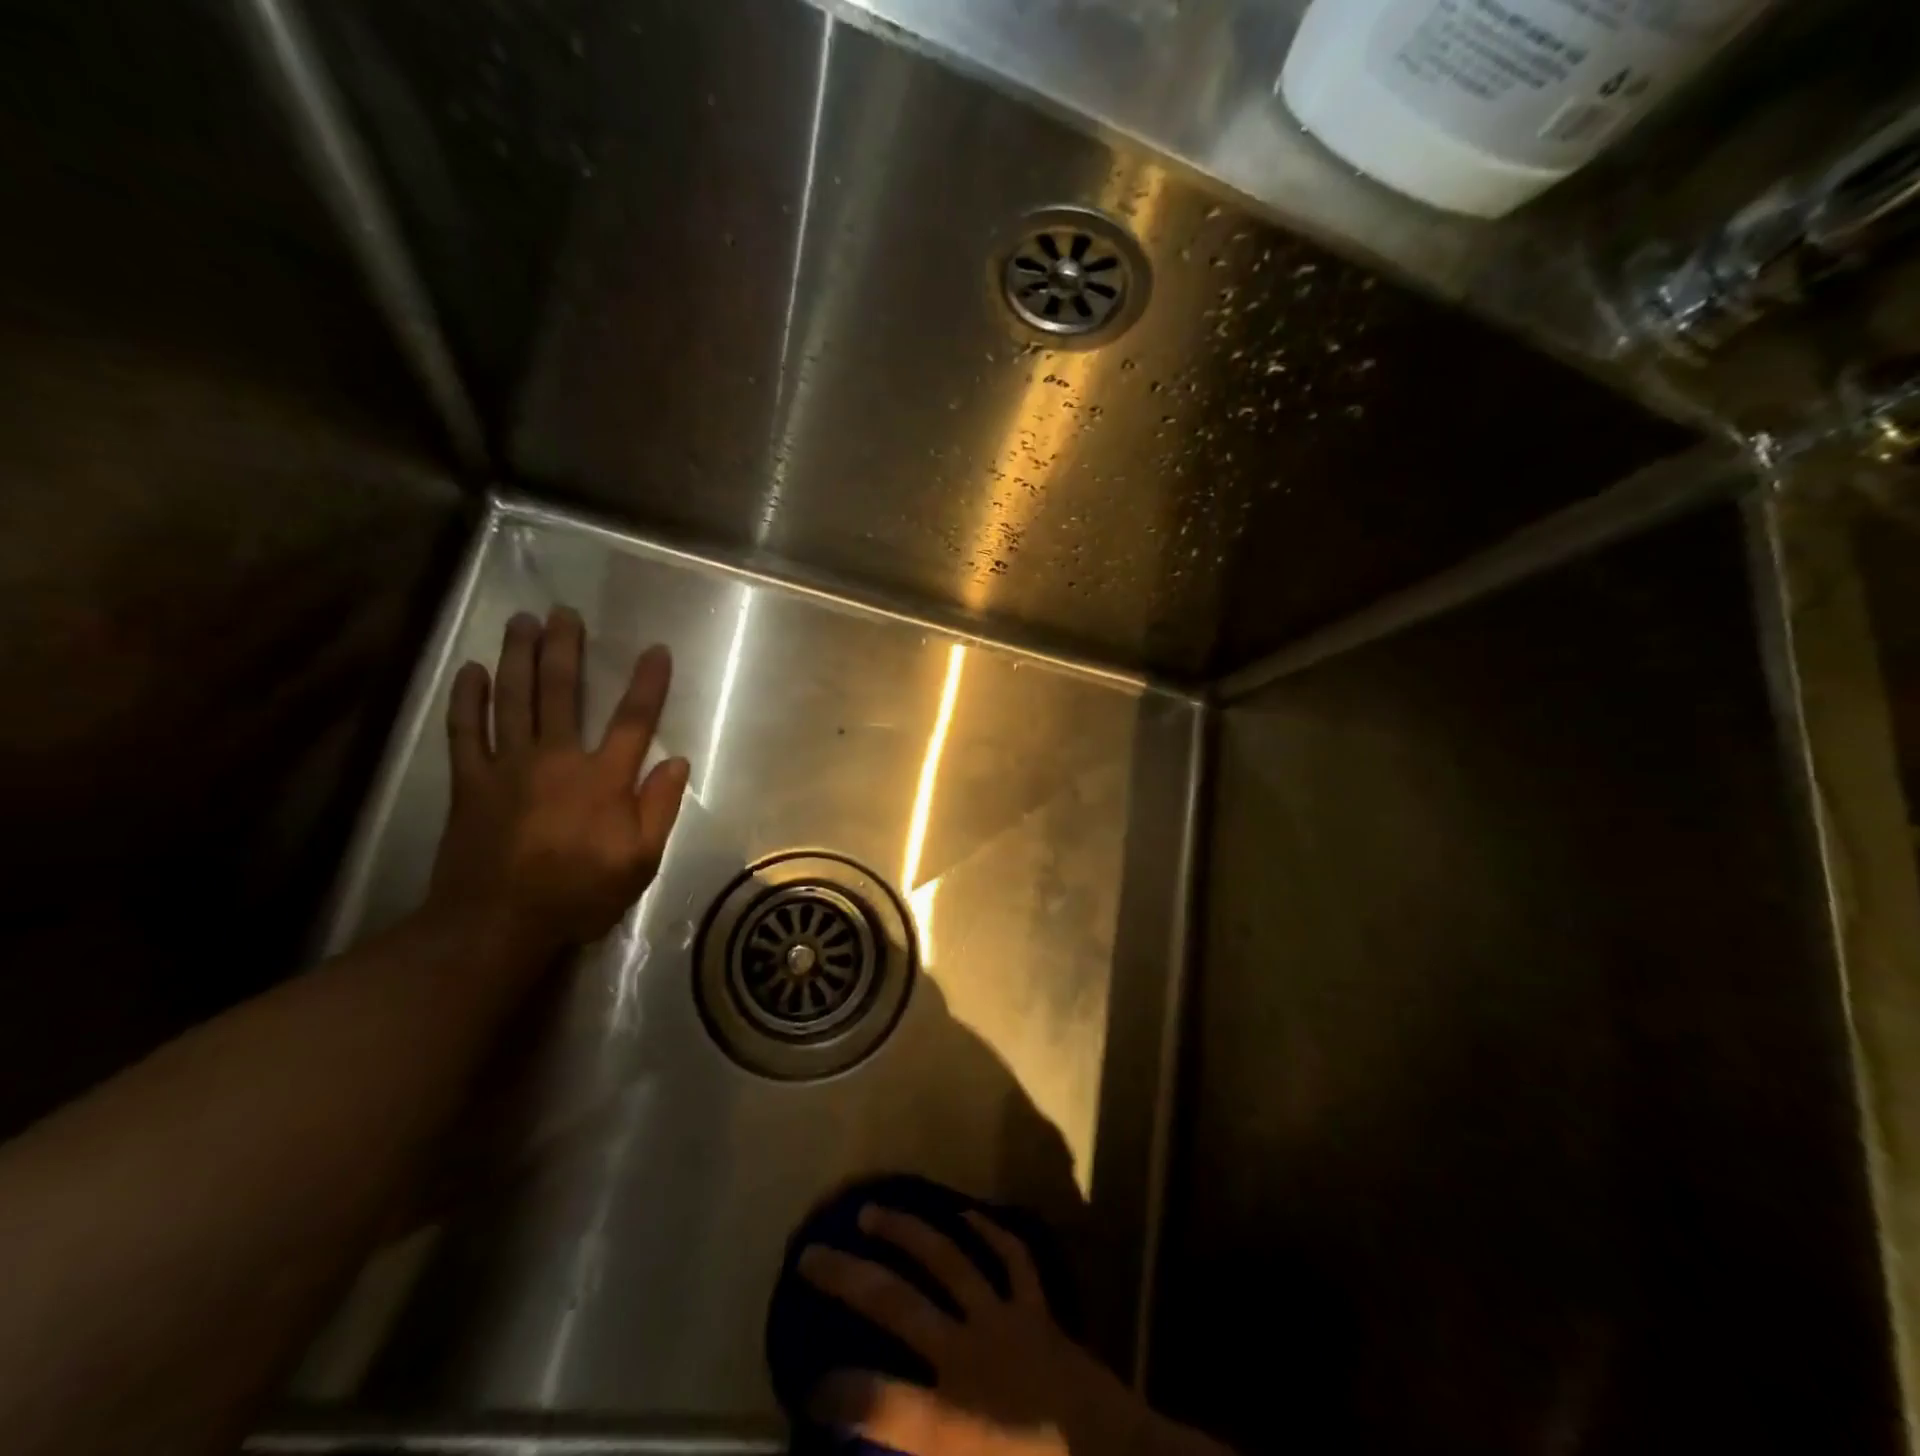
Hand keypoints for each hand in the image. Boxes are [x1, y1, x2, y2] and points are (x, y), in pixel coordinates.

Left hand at [427, 607, 689, 957]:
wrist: (497, 923)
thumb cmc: (578, 893)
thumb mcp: (640, 861)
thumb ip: (659, 808)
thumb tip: (676, 762)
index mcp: (602, 779)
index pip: (633, 720)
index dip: (647, 683)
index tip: (656, 650)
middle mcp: (556, 760)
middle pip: (562, 692)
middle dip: (565, 649)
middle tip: (564, 613)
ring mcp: (507, 767)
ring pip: (513, 700)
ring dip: (518, 657)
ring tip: (522, 622)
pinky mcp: (471, 782)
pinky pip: (465, 731)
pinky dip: (468, 699)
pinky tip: (472, 671)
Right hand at [798, 1206, 1148, 1455]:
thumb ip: (922, 1450)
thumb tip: (877, 1438)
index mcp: (950, 1419)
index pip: (872, 1401)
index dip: (832, 1392)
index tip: (806, 1384)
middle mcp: (968, 1353)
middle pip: (895, 1303)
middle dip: (847, 1278)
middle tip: (810, 1254)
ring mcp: (1005, 1320)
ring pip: (947, 1259)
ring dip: (906, 1232)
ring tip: (872, 1211)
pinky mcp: (1038, 1310)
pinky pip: (1012, 1258)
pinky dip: (988, 1231)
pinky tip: (965, 1212)